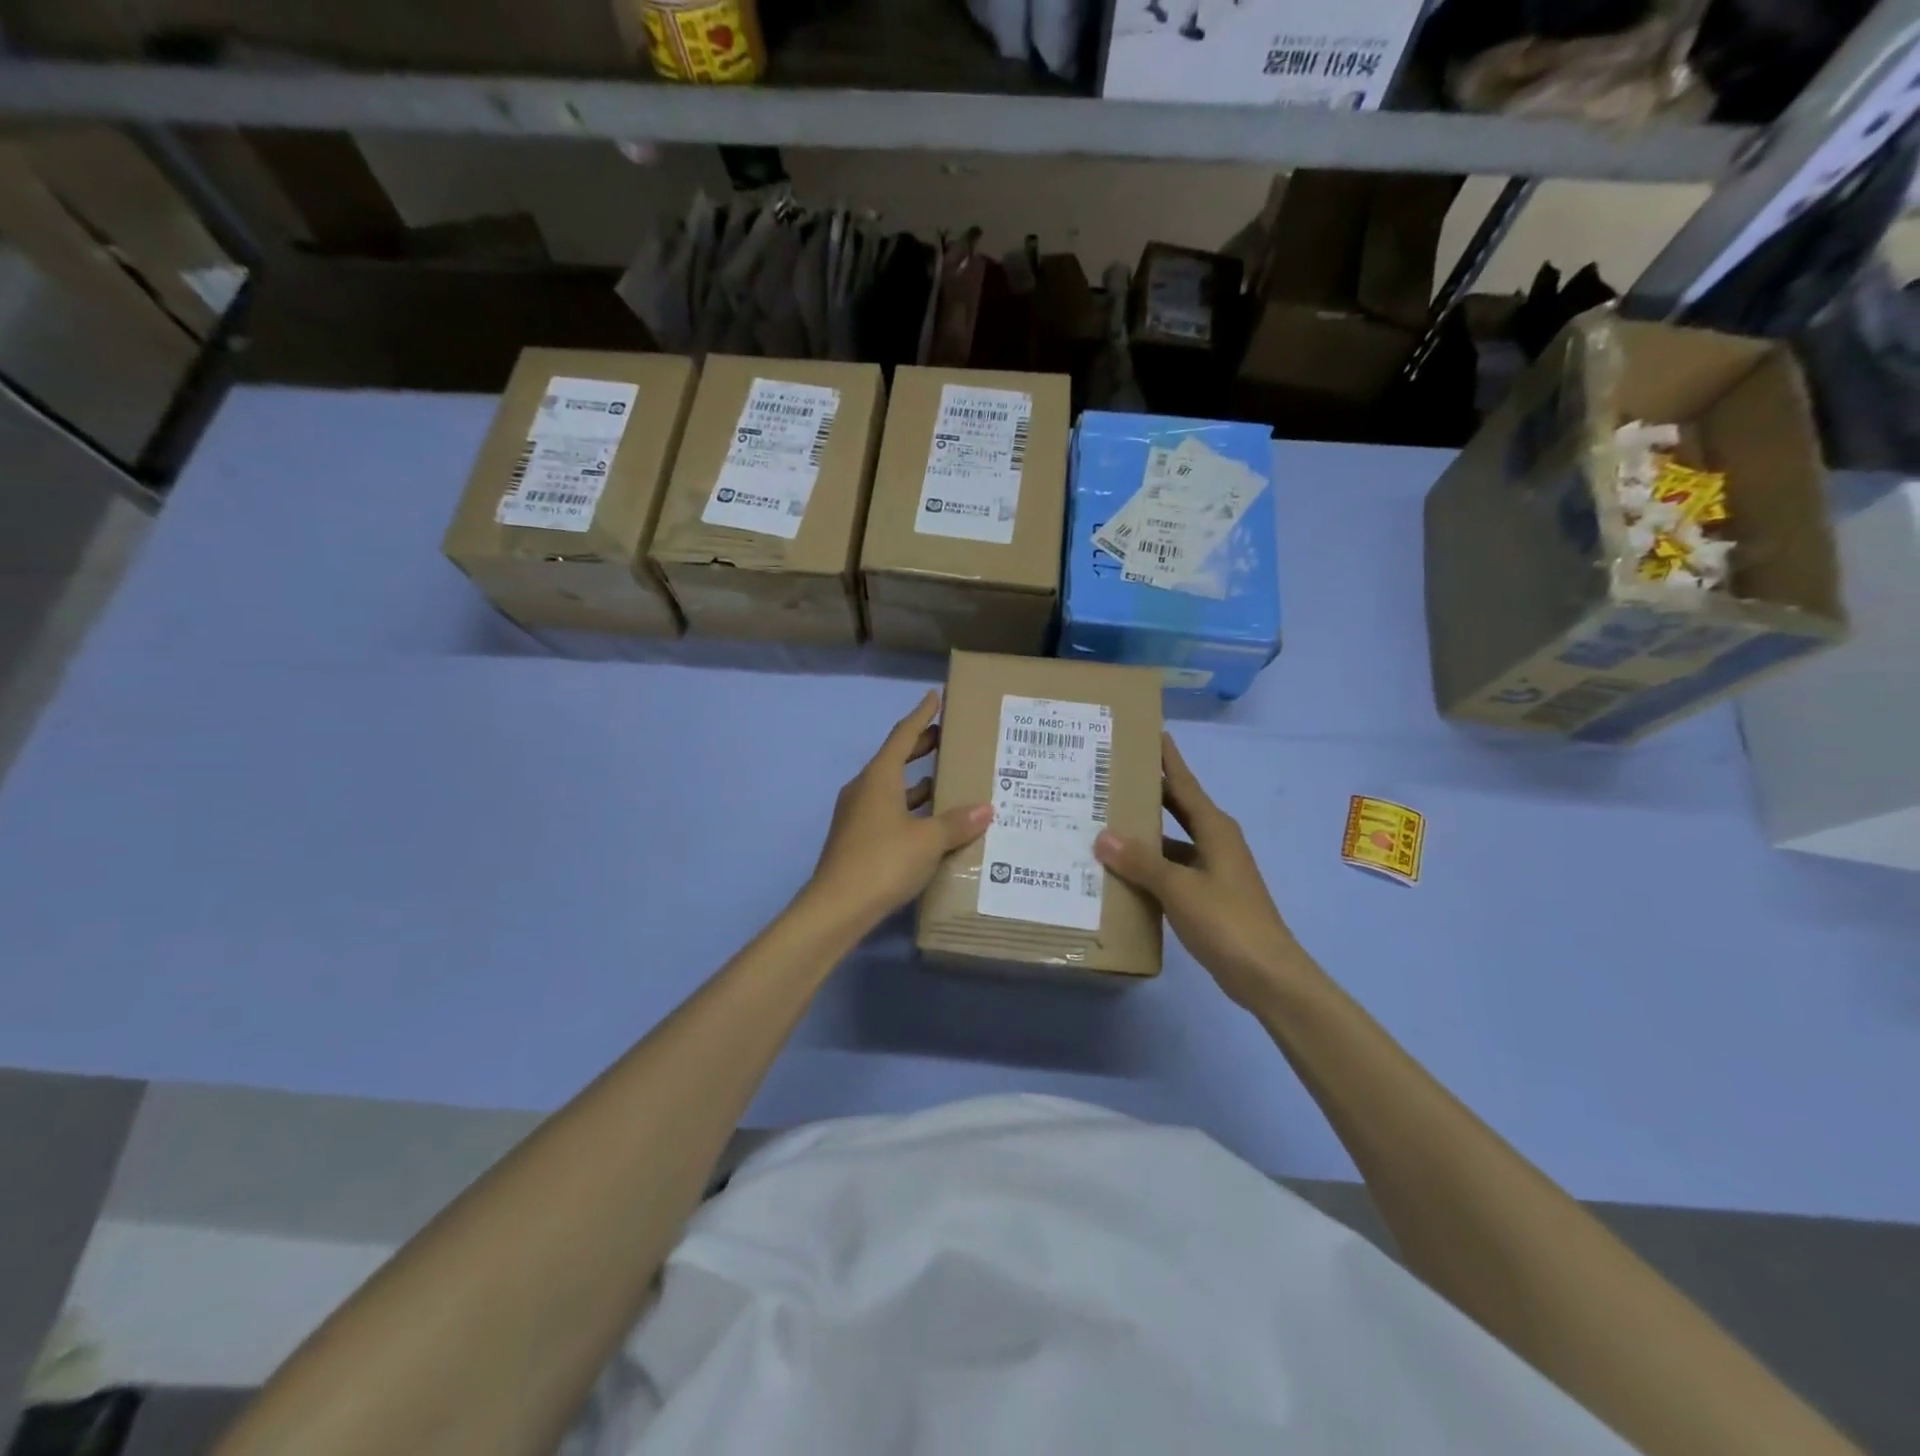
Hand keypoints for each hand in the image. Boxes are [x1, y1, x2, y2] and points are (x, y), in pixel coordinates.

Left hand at [805, 691, 992, 929]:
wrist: (836, 908)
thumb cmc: (883, 862)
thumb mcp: (928, 841)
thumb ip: (957, 823)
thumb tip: (985, 809)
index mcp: (878, 778)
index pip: (902, 735)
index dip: (921, 715)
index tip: (934, 696)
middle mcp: (864, 789)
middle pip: (895, 759)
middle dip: (921, 747)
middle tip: (948, 738)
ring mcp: (857, 815)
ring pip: (892, 788)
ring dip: (917, 782)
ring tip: (947, 780)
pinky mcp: (857, 839)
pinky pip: (888, 812)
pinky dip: (910, 809)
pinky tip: (930, 824)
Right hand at [1094, 733, 1297, 1008]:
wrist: (1267, 975)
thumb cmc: (1227, 922)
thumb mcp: (1178, 888)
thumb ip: (1140, 861)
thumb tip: (1103, 836)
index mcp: (1214, 829)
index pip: (1183, 782)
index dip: (1166, 758)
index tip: (1148, 731)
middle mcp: (1215, 841)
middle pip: (1176, 807)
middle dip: (1148, 790)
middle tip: (1110, 774)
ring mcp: (1212, 870)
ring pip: (1171, 840)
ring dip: (1144, 833)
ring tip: (1104, 821)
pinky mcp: (1207, 895)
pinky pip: (1171, 869)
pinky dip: (1148, 866)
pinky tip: (1121, 871)